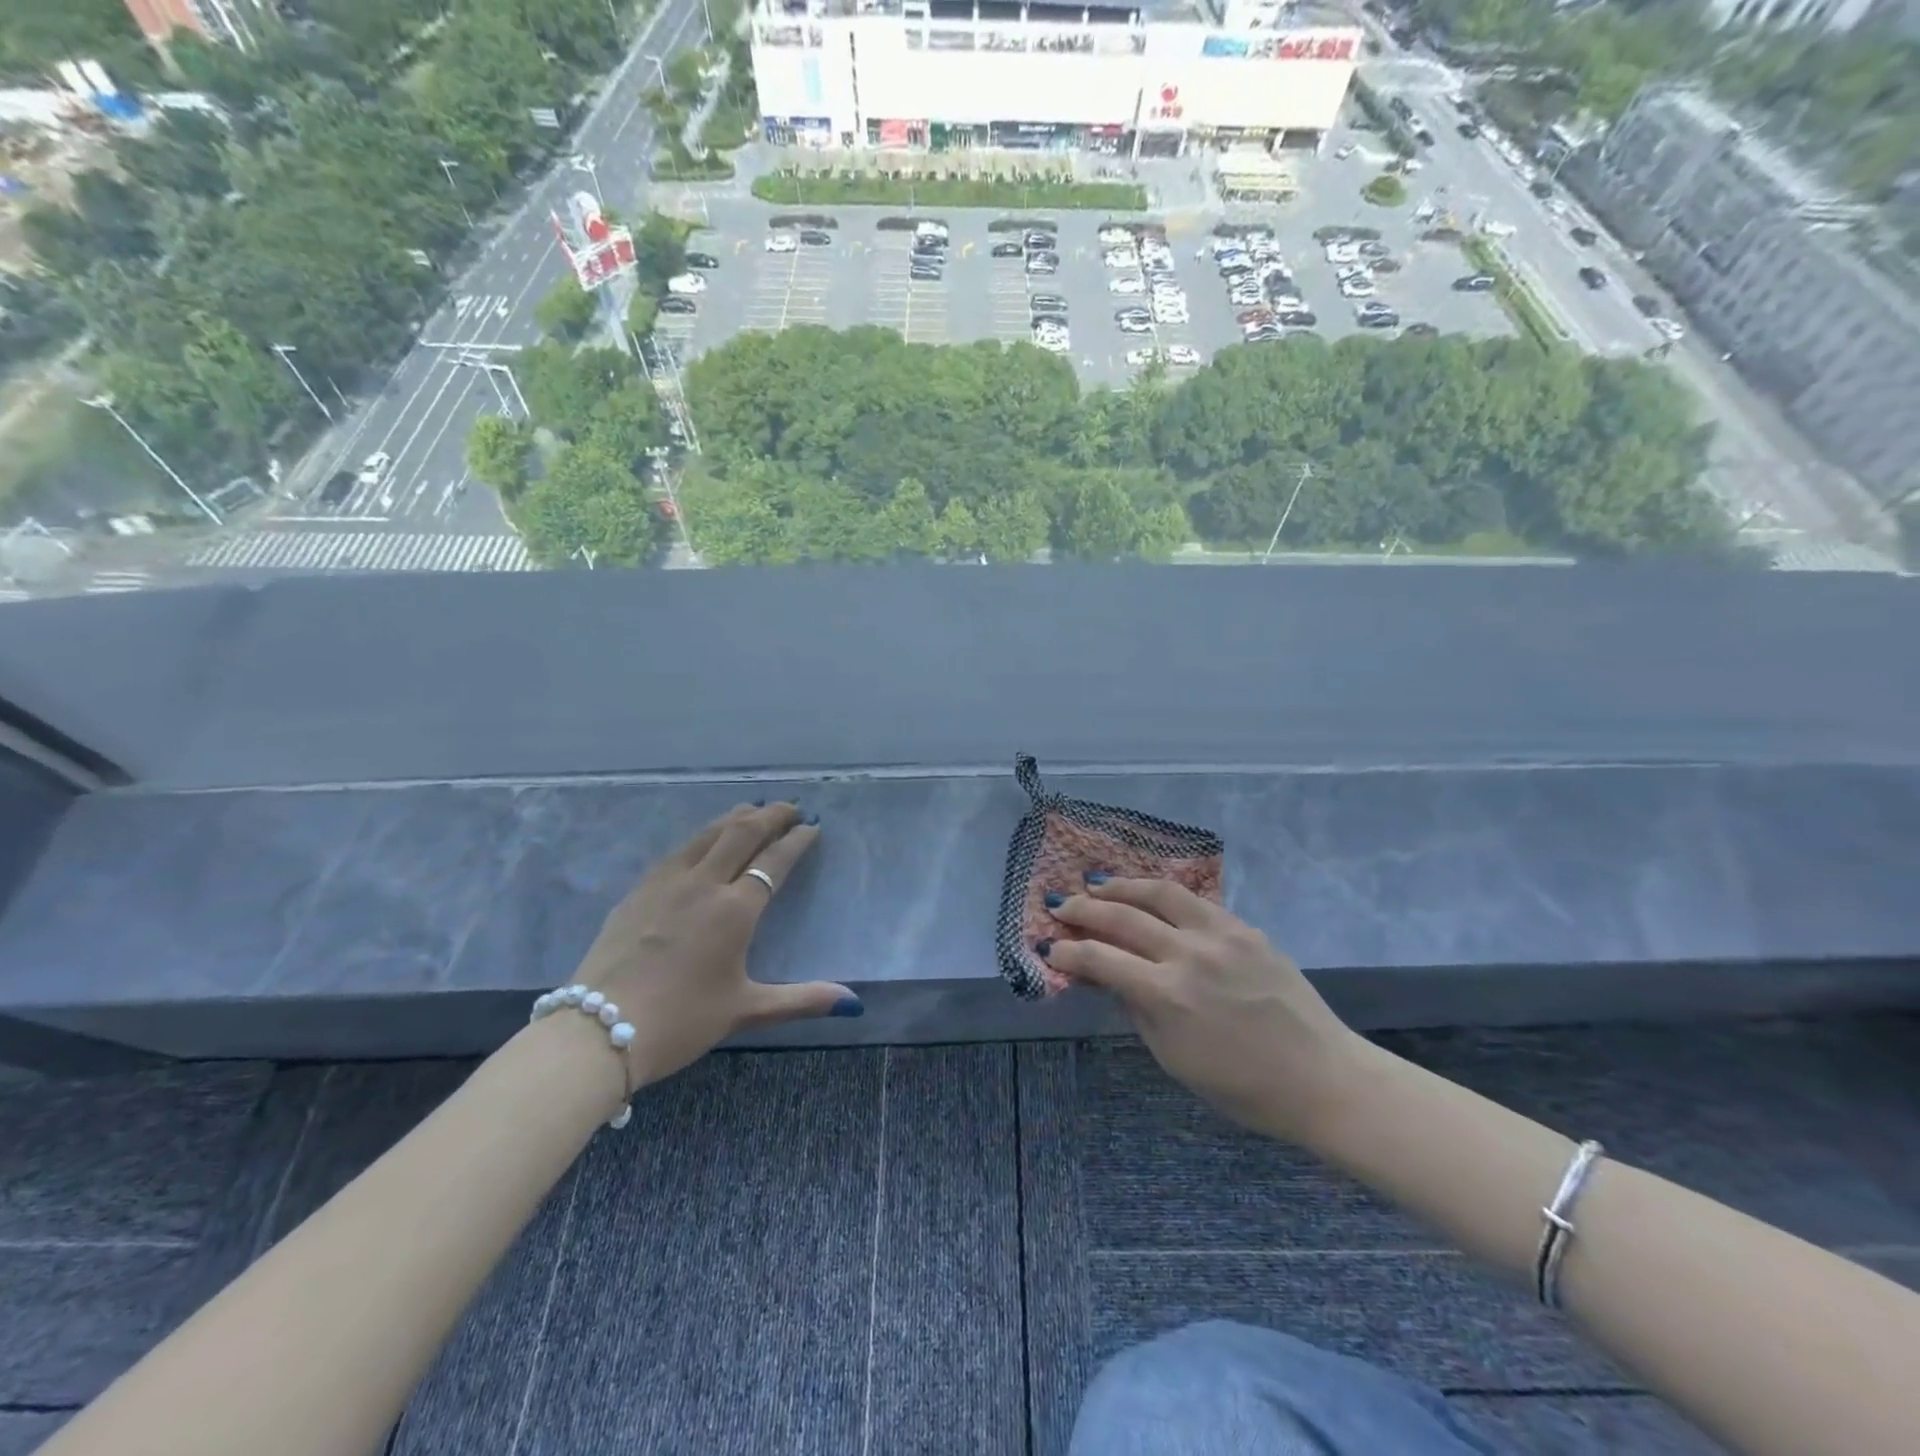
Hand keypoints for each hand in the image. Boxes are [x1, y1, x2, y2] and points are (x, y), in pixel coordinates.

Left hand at [572, 802, 858, 1085]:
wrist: (597, 1031)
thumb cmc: (681, 1020)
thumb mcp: (746, 1010)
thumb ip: (801, 1000)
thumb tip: (853, 1002)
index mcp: (735, 910)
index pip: (774, 861)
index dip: (796, 840)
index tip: (812, 827)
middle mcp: (703, 884)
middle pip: (742, 833)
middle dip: (771, 814)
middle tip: (790, 807)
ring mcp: (666, 882)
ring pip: (707, 833)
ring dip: (735, 817)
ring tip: (753, 811)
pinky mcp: (638, 890)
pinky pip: (679, 849)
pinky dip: (703, 835)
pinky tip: (704, 840)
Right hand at [1043, 878, 1367, 1143]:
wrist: (1321, 1077)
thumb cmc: (1242, 1086)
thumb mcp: (1173, 1057)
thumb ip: (1135, 1009)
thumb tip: (1106, 975)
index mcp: (1167, 995)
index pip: (1101, 959)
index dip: (1069, 951)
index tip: (1051, 947)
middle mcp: (1188, 954)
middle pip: (1122, 917)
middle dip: (1084, 909)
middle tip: (1061, 904)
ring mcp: (1220, 935)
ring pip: (1159, 893)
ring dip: (1121, 885)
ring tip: (1098, 883)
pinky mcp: (1245, 928)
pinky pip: (1195, 900)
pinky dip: (1163, 893)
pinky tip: (1150, 894)